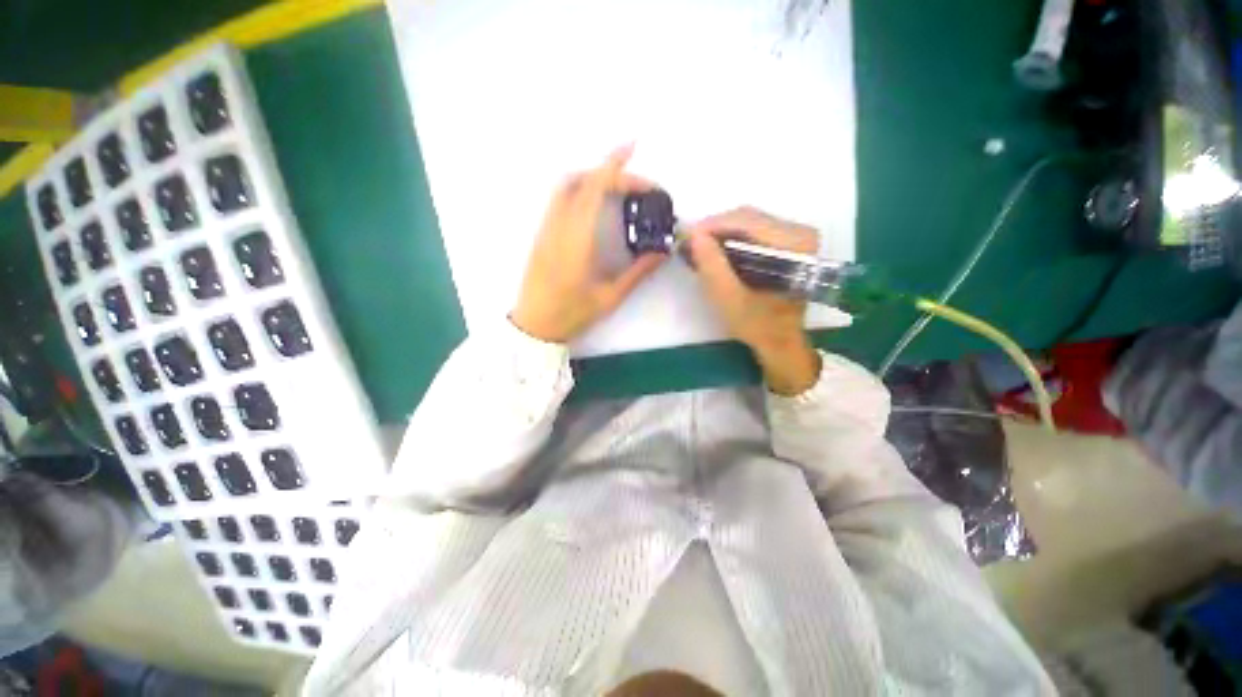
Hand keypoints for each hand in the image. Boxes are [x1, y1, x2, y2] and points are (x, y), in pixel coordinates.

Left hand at [511, 146, 666, 343]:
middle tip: (636, 185)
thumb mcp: (610, 297)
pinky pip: (559, 201)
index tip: (632, 149)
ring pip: (566, 188)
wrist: (534, 327)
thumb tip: (662, 252)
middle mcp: (558, 226)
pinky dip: (579, 191)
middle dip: (608, 172)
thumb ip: (637, 272)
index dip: (613, 166)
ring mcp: (546, 229)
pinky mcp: (541, 236)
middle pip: (580, 181)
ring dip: (592, 178)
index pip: (594, 189)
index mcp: (577, 239)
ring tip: (617, 189)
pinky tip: (595, 206)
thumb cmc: (572, 314)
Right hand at [687, 207, 822, 395]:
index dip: (712, 226)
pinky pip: (753, 230)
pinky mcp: (788, 242)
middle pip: (748, 217)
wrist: (781, 341)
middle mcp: (800, 232)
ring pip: (748, 222)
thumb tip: (694, 234)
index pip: (747, 221)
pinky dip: (731, 239)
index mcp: (794, 245)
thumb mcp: (729, 299)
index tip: (686, 237)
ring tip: (699, 249)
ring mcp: (795, 236)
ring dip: (721, 234)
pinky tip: (716, 252)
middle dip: (714, 229)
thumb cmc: (758, 325)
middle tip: (689, 244)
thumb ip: (712, 266)